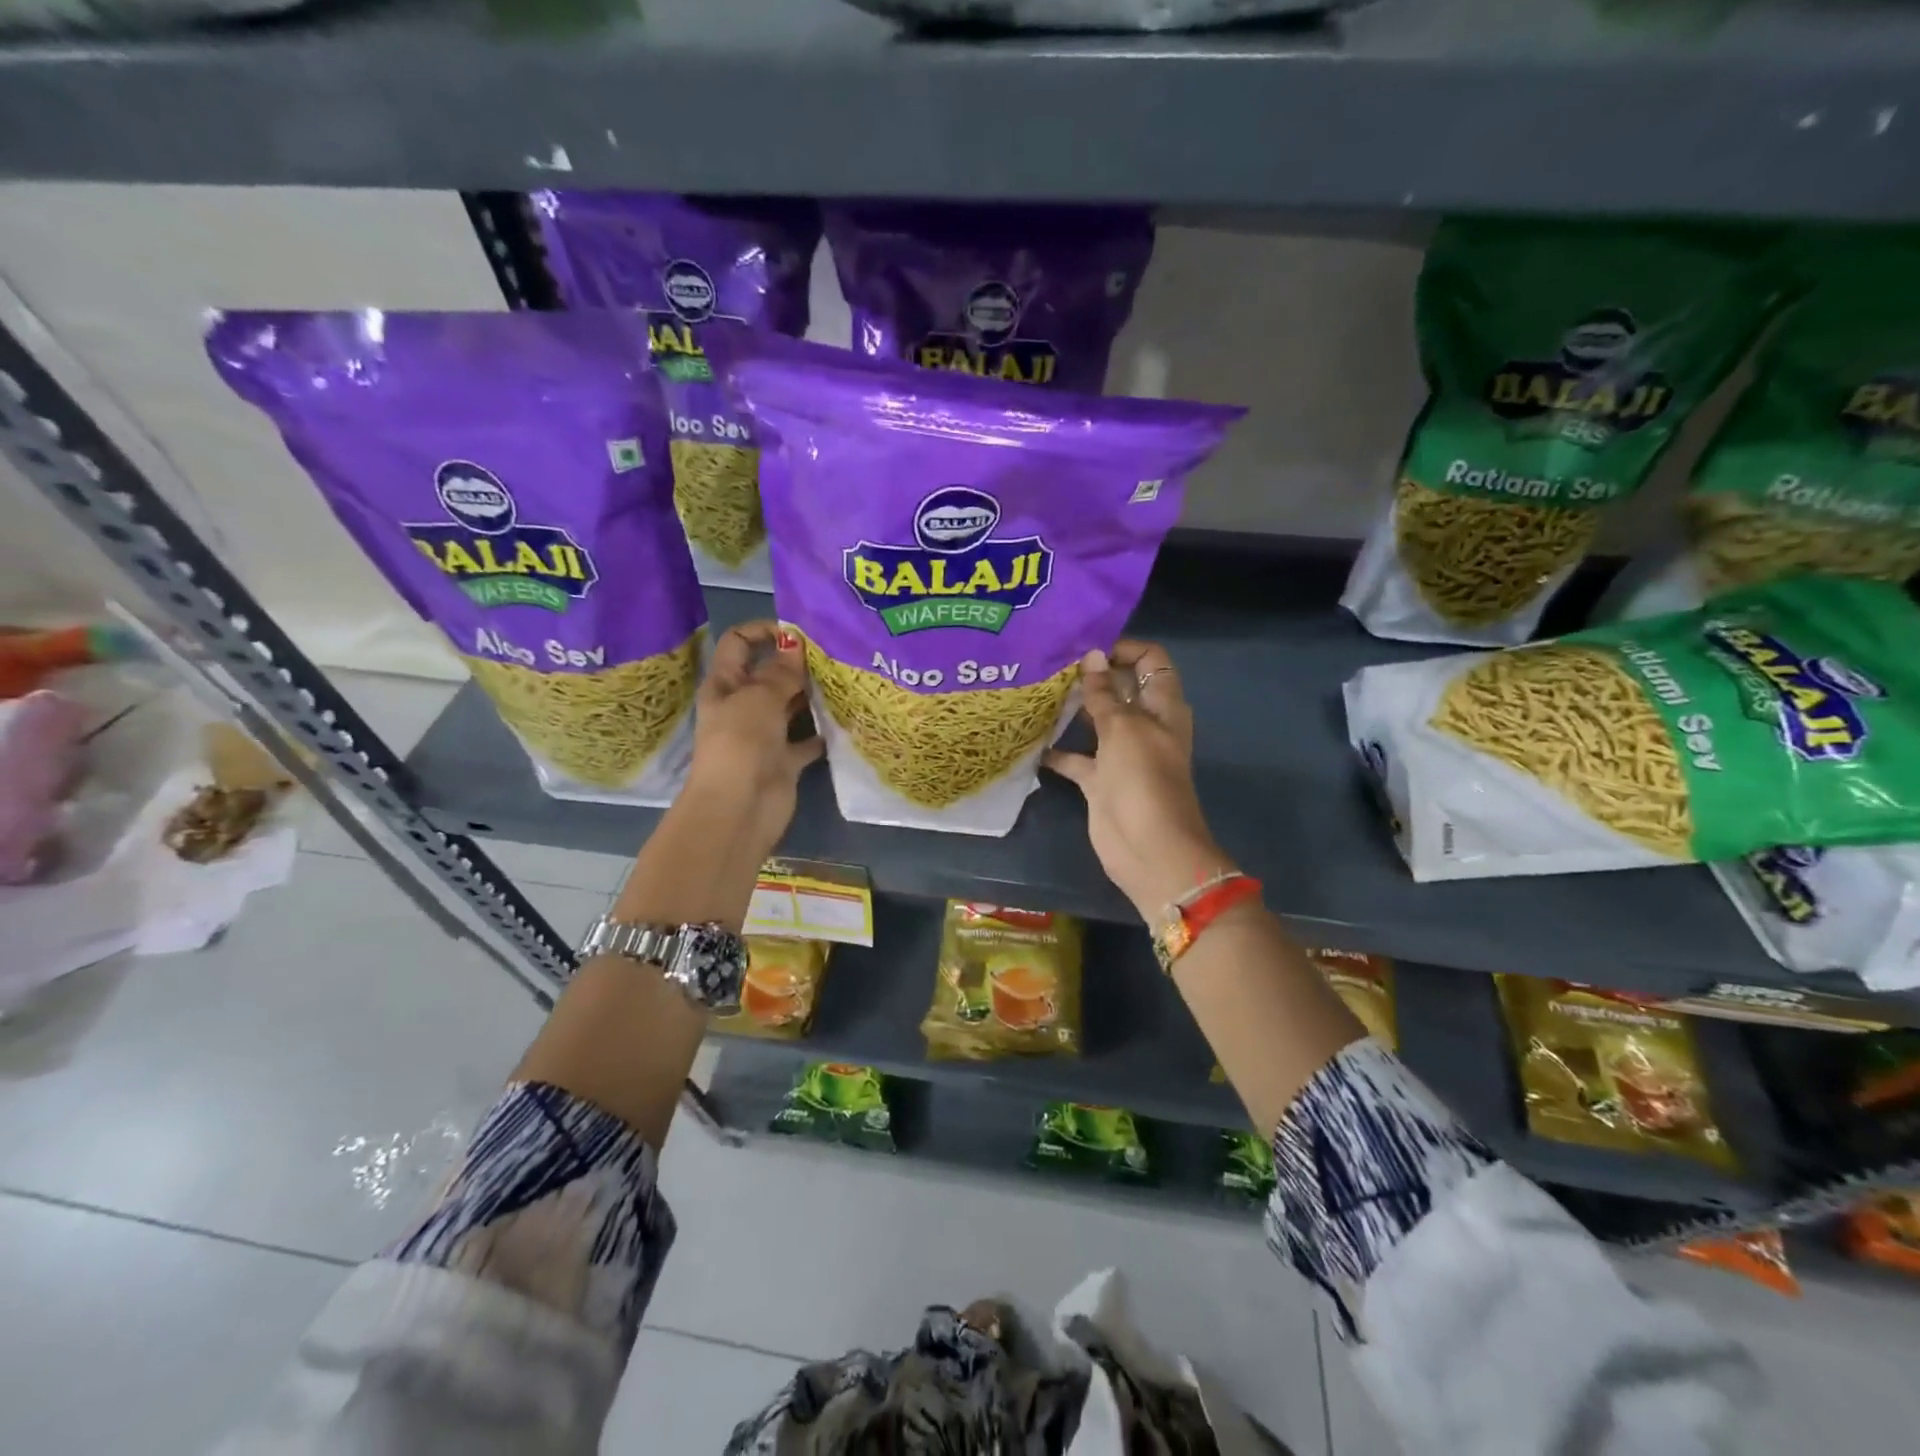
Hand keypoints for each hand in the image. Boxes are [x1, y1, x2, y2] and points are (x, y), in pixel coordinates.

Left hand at [686, 621, 822, 858]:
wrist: (741, 807)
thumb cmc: (741, 743)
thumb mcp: (759, 698)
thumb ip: (780, 671)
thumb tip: (795, 643)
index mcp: (725, 684)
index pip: (739, 643)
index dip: (764, 632)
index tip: (799, 632)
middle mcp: (743, 706)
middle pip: (769, 674)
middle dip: (796, 662)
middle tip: (834, 653)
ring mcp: (764, 735)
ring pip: (790, 706)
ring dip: (812, 695)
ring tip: (845, 680)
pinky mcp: (784, 761)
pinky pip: (805, 741)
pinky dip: (822, 733)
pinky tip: (845, 720)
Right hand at [1044, 641, 1232, 920]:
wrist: (1148, 849)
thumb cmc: (1143, 779)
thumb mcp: (1124, 728)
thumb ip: (1104, 694)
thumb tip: (1092, 656)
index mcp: (1162, 706)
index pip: (1150, 660)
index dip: (1122, 649)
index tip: (1085, 648)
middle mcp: (1144, 725)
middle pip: (1119, 688)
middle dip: (1090, 675)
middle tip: (1049, 664)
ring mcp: (1122, 754)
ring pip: (1096, 721)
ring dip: (1072, 709)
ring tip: (1036, 692)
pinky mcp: (1101, 780)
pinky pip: (1076, 758)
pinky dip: (1057, 751)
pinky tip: (1029, 740)